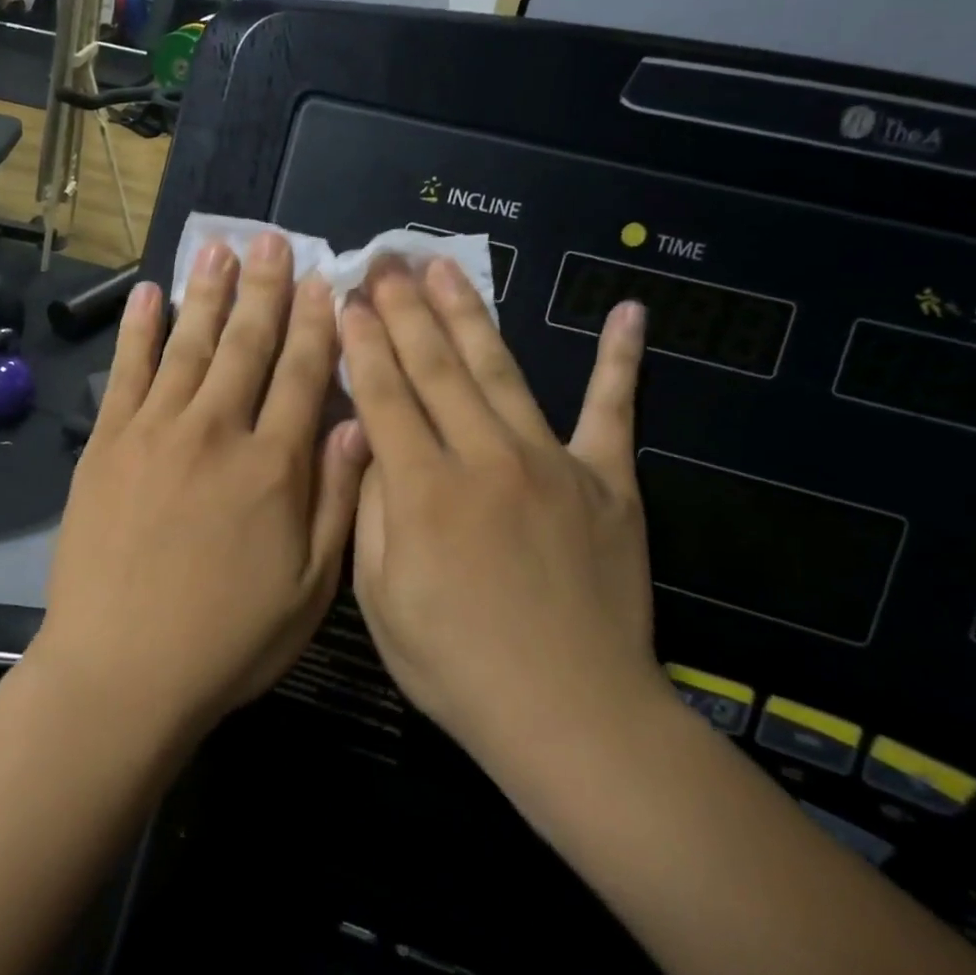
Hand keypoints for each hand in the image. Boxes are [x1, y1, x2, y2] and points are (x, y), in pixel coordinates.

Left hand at [37, 233, 368, 736]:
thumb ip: (336, 497)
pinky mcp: (106, 445)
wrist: (121, 671)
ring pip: (189, 345)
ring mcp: (154, 432)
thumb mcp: (310, 587)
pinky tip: (147, 295)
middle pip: (247, 344)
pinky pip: (126, 373)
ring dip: (207, 293)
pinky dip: (137, 330)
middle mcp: (216, 431)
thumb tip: (355, 420)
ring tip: (219, 248)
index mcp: (273, 465)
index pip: (303, 373)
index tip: (325, 279)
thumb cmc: (227, 639)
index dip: (317, 322)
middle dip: (265, 288)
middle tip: (273, 239)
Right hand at [342, 257, 669, 772]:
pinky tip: (628, 314)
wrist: (571, 714)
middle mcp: (485, 458)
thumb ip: (372, 509)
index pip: (384, 394)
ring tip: (444, 268)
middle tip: (385, 260)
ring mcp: (552, 463)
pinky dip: (621, 362)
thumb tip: (370, 441)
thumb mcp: (380, 598)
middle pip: (436, 367)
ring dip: (469, 314)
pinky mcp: (608, 483)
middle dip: (404, 308)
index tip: (347, 297)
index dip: (362, 341)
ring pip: (501, 371)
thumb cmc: (456, 664)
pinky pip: (614, 412)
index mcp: (423, 490)